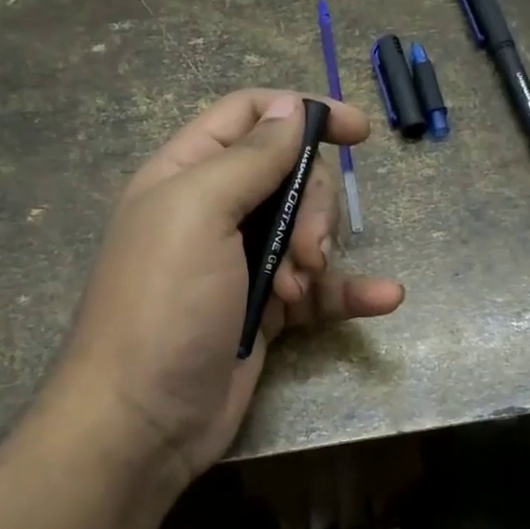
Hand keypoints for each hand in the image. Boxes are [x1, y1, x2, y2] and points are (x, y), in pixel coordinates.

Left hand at [54, 89, 404, 484]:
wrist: (143, 422)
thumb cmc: (163, 303)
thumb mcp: (198, 212)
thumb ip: (249, 156)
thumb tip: (291, 106)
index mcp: (188, 173)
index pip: (250, 114)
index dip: (303, 112)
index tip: (359, 129)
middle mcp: (216, 210)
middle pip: (291, 175)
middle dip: (313, 205)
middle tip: (303, 249)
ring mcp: (243, 262)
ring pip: (309, 229)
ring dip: (322, 252)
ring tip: (301, 287)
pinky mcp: (267, 310)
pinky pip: (320, 288)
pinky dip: (351, 291)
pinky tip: (386, 297)